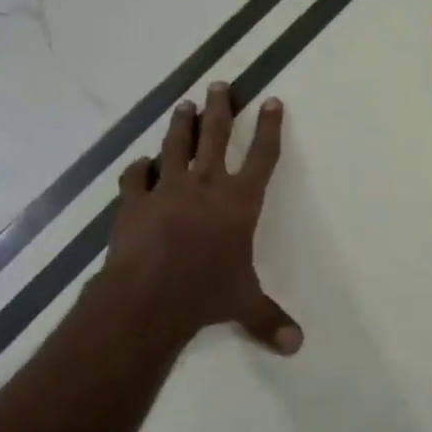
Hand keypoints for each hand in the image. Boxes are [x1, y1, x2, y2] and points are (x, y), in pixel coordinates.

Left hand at [99, 82, 301, 354]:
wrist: (147, 297)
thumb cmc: (205, 294)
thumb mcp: (244, 305)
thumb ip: (269, 319)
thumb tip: (297, 347)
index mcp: (239, 201)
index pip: (261, 155)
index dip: (269, 127)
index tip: (270, 101)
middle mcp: (206, 185)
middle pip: (216, 135)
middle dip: (220, 108)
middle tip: (219, 84)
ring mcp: (167, 189)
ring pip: (176, 145)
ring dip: (181, 124)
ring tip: (184, 105)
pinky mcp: (134, 201)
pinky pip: (136, 177)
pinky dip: (139, 169)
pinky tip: (140, 164)